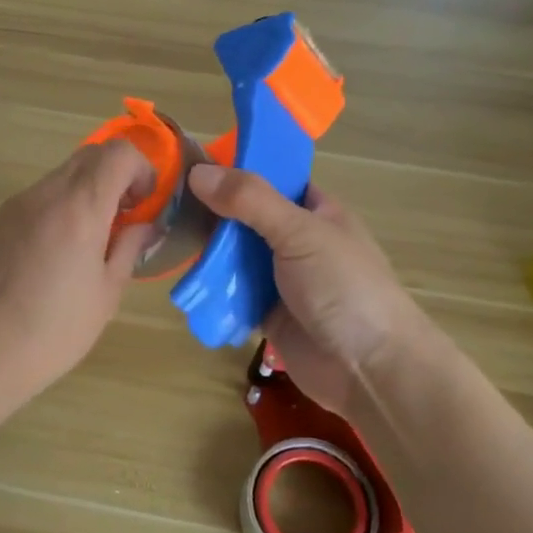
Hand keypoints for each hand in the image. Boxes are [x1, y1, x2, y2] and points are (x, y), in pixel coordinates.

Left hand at [0, 140, 154, 411]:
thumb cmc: (54, 332)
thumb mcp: (106, 294)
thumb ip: (129, 248)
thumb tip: (146, 225)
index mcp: (79, 209)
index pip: (118, 153)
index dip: (142, 168)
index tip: (144, 203)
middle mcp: (44, 195)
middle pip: (89, 156)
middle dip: (115, 176)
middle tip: (123, 218)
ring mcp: (14, 206)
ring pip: (60, 177)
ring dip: (85, 193)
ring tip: (88, 242)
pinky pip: (36, 200)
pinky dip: (57, 209)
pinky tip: (53, 256)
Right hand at [188, 164, 436, 417]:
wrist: (369, 369)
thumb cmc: (344, 288)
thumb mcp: (300, 232)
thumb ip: (250, 200)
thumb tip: (197, 171)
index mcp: (316, 212)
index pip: (272, 179)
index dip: (236, 170)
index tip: (191, 163)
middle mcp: (297, 241)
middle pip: (246, 219)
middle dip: (212, 214)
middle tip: (165, 204)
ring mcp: (282, 279)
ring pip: (235, 258)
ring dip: (207, 254)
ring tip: (164, 239)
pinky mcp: (267, 314)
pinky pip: (232, 295)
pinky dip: (211, 290)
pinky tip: (182, 280)